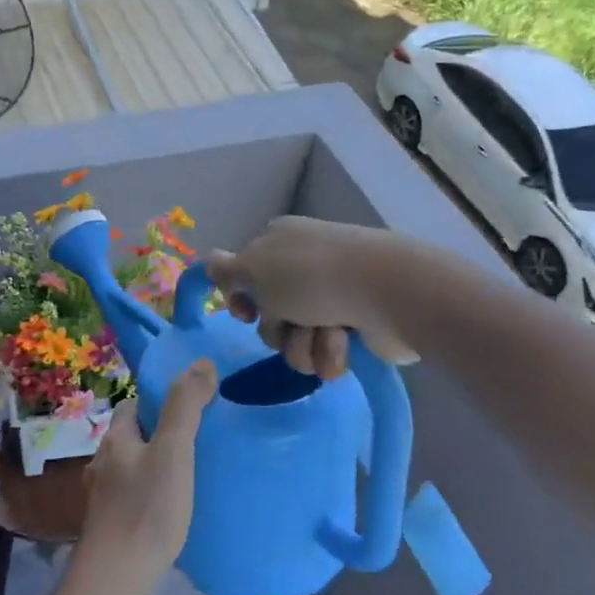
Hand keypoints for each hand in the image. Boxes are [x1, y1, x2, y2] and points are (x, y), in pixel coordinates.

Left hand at [76, 360, 216, 594]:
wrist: (116, 577)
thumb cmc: (146, 508)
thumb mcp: (173, 451)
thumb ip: (185, 406)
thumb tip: (201, 362)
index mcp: (115, 438)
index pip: (133, 405)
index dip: (158, 401)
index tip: (189, 407)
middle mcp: (103, 462)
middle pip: (133, 437)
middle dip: (159, 434)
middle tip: (198, 442)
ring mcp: (103, 496)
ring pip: (133, 468)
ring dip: (156, 466)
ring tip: (191, 475)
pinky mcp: (110, 525)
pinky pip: (134, 497)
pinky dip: (151, 495)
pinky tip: (172, 510)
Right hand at [206, 217, 414, 378]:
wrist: (387, 292)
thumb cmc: (312, 276)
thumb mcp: (254, 267)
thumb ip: (225, 271)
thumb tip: (207, 263)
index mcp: (277, 243)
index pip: (244, 275)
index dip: (240, 299)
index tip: (245, 312)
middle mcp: (303, 268)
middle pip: (268, 315)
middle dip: (278, 329)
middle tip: (292, 322)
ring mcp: (331, 296)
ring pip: (294, 339)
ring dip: (303, 345)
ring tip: (326, 335)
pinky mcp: (355, 326)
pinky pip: (324, 351)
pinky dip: (329, 352)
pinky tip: (344, 342)